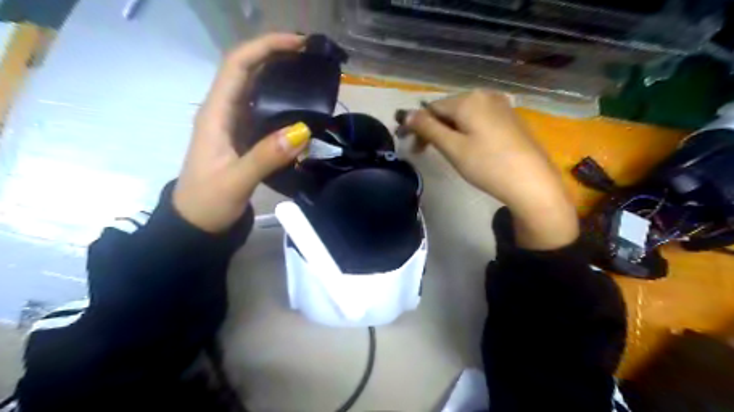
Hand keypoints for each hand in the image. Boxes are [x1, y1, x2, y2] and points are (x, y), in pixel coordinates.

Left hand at [176, 34, 311, 233]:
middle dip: (277, 55)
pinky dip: (282, 103)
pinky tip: (301, 107)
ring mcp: (234, 124)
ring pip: (257, 89)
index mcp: (216, 113)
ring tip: (311, 75)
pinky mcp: (244, 137)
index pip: (237, 65)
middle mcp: (224, 111)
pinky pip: (264, 111)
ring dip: (280, 76)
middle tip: (311, 57)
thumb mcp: (235, 181)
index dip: (265, 47)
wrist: (196, 223)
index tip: (298, 44)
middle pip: (248, 70)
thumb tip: (303, 130)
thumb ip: (266, 157)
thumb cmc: (208, 202)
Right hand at [405, 91, 575, 249]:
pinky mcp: (511, 118)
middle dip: (432, 128)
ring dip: (448, 130)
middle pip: (448, 110)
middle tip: (422, 151)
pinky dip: (466, 130)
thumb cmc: (488, 165)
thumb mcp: (452, 147)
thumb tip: (405, 114)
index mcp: (469, 99)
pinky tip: (467, 146)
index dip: (416, 124)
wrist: (532, 183)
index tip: (407, 143)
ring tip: (443, 151)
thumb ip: (427, 128)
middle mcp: (485, 95)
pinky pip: (479, 119)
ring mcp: (501, 106)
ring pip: (464, 115)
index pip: (432, 108)